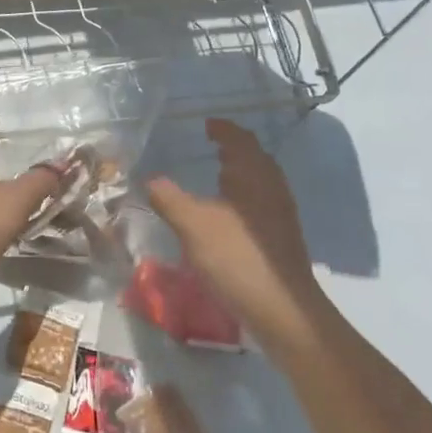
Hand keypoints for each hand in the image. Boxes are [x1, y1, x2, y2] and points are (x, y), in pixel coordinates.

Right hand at [145, 118, 329, 342]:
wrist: (281, 308)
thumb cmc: (236, 257)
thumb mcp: (192, 225)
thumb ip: (168, 198)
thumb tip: (150, 179)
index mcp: (254, 175)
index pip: (240, 140)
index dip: (224, 129)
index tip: (207, 124)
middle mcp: (272, 188)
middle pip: (255, 158)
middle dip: (234, 149)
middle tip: (211, 145)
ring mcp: (281, 214)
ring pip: (260, 181)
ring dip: (240, 173)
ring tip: (217, 175)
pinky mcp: (281, 237)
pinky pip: (260, 202)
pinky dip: (243, 195)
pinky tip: (227, 214)